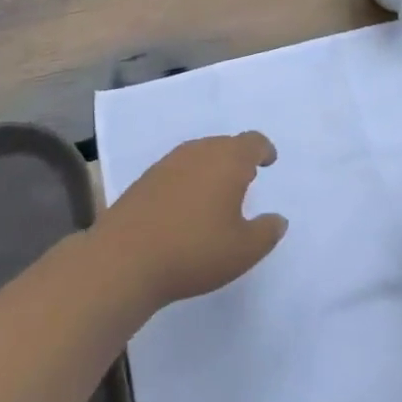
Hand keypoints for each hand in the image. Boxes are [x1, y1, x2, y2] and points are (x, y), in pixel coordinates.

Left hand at [99, 133, 287, 307]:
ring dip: (212, 168)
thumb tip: (277, 219)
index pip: (252, 142)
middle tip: (246, 180)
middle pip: (225, 144)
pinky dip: (189, 180)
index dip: (264, 150)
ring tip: (217, 194)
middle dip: (238, 159)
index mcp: (228, 160)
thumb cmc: (194, 250)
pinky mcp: (145, 179)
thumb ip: (267, 232)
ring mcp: (168, 163)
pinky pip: (177, 170)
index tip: (269, 161)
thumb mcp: (243, 250)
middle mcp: (198, 152)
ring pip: (199, 155)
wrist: (124, 259)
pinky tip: (186, 206)